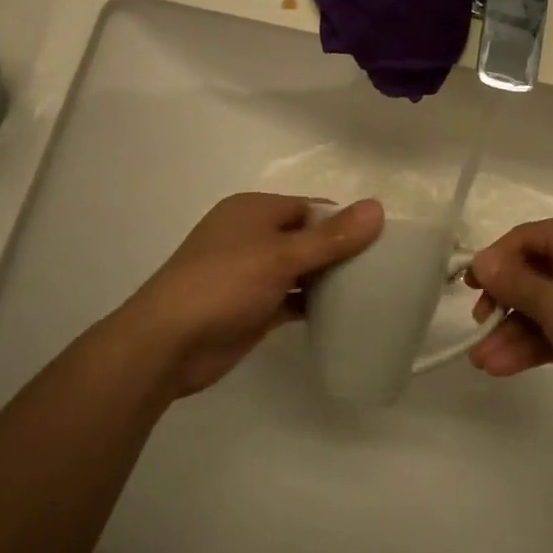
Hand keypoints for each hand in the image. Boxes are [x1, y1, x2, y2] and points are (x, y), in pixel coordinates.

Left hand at [111, 193, 383, 397]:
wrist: (167, 344)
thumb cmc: (223, 285)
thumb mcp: (280, 256)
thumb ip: (331, 237)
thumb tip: (377, 208)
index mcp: (254, 211)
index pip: (311, 207)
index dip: (344, 220)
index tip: (382, 239)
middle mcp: (252, 237)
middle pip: (307, 237)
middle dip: (340, 250)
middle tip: (385, 267)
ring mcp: (251, 274)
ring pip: (300, 270)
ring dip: (329, 279)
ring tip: (374, 289)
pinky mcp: (253, 308)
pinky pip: (292, 299)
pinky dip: (314, 304)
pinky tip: (346, 314)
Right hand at [465, 215, 552, 419]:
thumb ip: (513, 282)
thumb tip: (479, 261)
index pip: (524, 238)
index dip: (494, 261)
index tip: (470, 288)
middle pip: (530, 273)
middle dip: (501, 304)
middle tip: (478, 324)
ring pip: (540, 306)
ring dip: (511, 332)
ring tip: (481, 361)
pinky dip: (531, 344)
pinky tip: (501, 366)